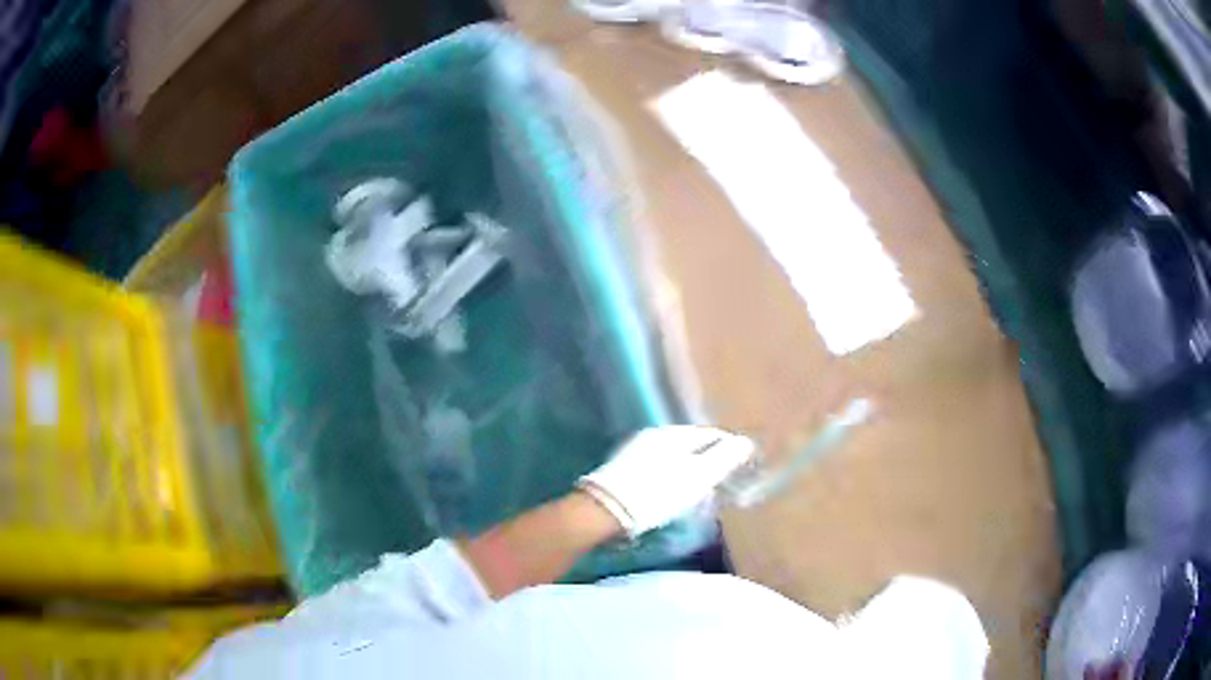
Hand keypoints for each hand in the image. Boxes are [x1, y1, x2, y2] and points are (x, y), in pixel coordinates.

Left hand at [578, 426, 754, 536]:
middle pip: (691, 445)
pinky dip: (670, 479)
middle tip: (721, 484)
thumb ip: (725, 458)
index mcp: (674, 433)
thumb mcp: (699, 476)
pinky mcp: (622, 469)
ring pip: (673, 457)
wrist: (604, 511)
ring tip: (698, 494)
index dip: (729, 451)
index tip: (741, 469)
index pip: (712, 434)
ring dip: (688, 472)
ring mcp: (635, 450)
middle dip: (708, 462)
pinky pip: (657, 469)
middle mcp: (654, 435)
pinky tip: (670, 496)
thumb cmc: (658, 493)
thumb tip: (745, 442)